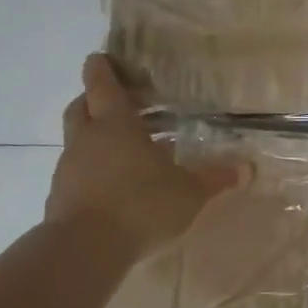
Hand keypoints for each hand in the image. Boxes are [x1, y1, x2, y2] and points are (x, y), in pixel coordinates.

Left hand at [45, 55, 245, 259]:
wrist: (85, 249)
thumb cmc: (141, 204)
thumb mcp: (189, 192)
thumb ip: (215, 178)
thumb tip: (248, 168)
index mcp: (116, 125)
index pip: (102, 85)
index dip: (101, 69)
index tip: (100, 58)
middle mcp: (87, 139)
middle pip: (81, 107)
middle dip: (93, 100)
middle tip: (115, 102)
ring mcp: (68, 168)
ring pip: (77, 141)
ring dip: (94, 139)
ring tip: (124, 152)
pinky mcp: (60, 197)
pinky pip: (75, 173)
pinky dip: (90, 171)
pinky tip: (112, 187)